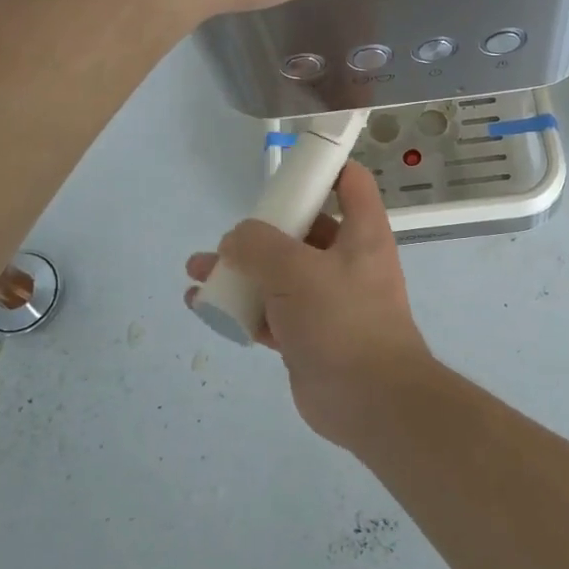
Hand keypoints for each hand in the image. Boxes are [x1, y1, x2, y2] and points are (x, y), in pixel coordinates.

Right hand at [185, 162, 435, 447]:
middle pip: (303, 228)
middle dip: (261, 229)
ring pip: (278, 273)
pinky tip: (204, 306)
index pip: (349, 182)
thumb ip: (259, 246)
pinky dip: (240, 307)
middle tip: (227, 237)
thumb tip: (235, 240)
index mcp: (361, 233)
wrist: (369, 401)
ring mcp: (326, 300)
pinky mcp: (307, 334)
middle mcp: (346, 260)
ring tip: (199, 270)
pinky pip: (268, 311)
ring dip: (240, 270)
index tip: (286, 166)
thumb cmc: (343, 321)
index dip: (323, 166)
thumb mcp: (297, 271)